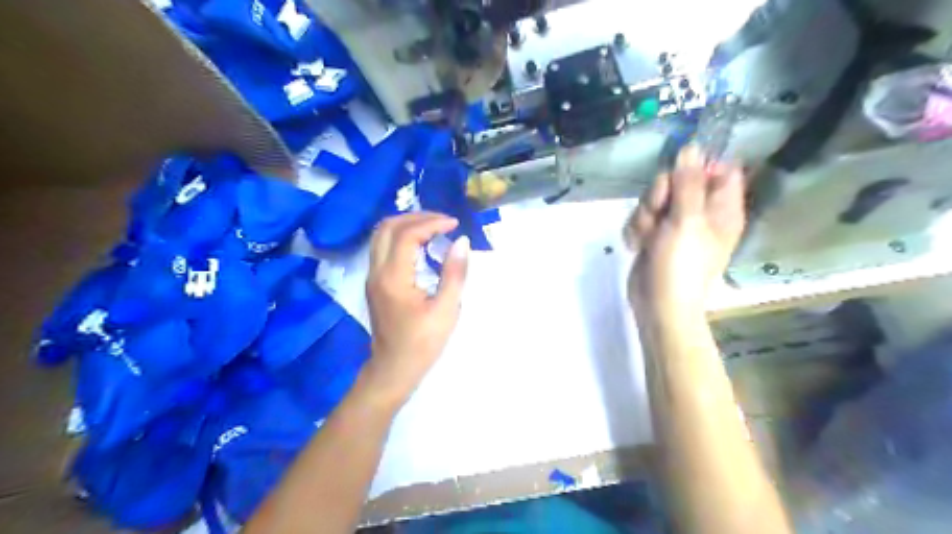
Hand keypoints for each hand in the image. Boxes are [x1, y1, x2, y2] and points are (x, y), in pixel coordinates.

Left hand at [364, 211, 469, 407]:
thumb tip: (461, 241)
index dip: (432, 223)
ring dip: (406, 224)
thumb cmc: (422, 343)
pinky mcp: (375, 282)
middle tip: (443, 221)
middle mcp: (376, 271)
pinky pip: (382, 246)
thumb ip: (454, 273)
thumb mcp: (446, 310)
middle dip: (417, 217)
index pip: (407, 235)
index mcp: (393, 278)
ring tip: (434, 227)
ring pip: (381, 234)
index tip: (455, 224)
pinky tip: (421, 244)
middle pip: (387, 227)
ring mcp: (372, 276)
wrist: (393, 369)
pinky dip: (401, 236)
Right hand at [631, 146, 747, 315]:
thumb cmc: (681, 264)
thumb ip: (688, 182)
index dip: (696, 168)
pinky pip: (641, 217)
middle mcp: (700, 212)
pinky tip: (638, 246)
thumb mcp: (687, 220)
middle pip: (677, 181)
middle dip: (659, 195)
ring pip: (654, 199)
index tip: (678, 177)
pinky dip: (636, 230)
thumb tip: (692, 146)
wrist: (658, 304)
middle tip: (659, 214)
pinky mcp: (654, 235)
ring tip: (648, 238)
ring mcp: (675, 224)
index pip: (718, 170)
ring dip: (644, 216)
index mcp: (721, 208)